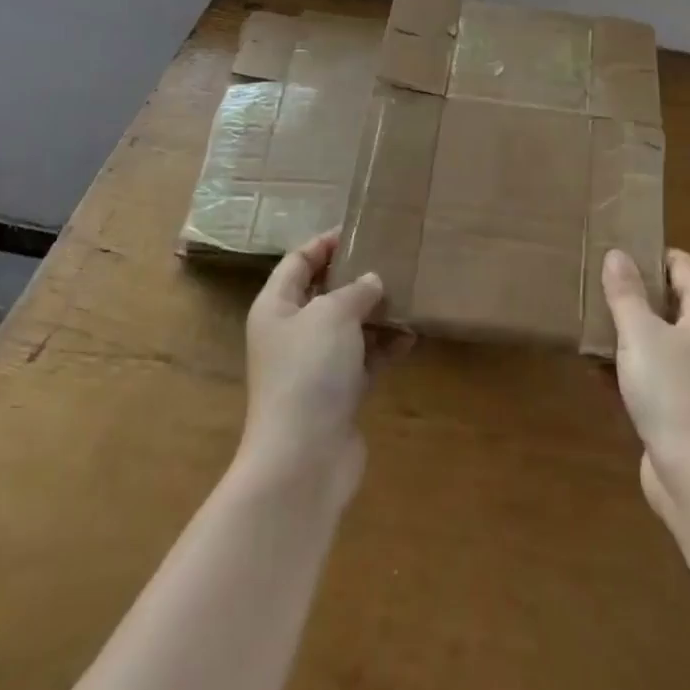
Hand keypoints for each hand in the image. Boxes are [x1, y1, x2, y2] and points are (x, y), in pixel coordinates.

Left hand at [240, 230, 386, 500]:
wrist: (303, 459)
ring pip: (348, 328)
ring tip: (410, 294)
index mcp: (276, 307)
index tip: (360, 229)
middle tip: (392, 258)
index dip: (325, 243)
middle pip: (324, 294)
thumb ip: (356, 290)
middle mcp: (291, 333)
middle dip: (357, 277)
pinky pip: (364, 360)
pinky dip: (385, 348)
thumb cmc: (309, 371)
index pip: (298, 261)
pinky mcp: (337, 395)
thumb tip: (372, 282)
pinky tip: (412, 337)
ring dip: (377, 313)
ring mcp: (314, 367)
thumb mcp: (333, 314)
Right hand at [602, 248, 689, 516]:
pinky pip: (655, 373)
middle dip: (631, 295)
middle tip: (593, 287)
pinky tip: (595, 371)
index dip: (648, 255)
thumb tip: (617, 254)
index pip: (681, 264)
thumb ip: (626, 293)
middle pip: (669, 300)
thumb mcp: (641, 335)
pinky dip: (630, 368)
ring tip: (586, 326)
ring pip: (659, 338)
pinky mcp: (687, 406)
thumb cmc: (674, 394)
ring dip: (626, 333)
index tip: (612, 253)